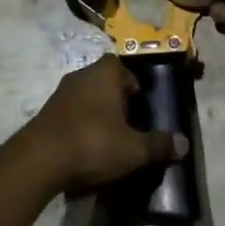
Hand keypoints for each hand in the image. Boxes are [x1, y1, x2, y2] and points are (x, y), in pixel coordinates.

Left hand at [20, 56, 187, 192]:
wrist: (40, 159)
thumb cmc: (93, 143)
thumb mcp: (133, 149)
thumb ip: (158, 145)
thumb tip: (184, 144)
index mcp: (105, 73)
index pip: (121, 66)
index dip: (132, 84)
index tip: (140, 106)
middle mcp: (82, 74)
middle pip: (104, 80)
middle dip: (116, 100)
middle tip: (128, 126)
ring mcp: (61, 92)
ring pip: (86, 96)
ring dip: (97, 113)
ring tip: (108, 140)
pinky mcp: (47, 112)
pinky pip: (70, 113)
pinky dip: (80, 125)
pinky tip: (85, 150)